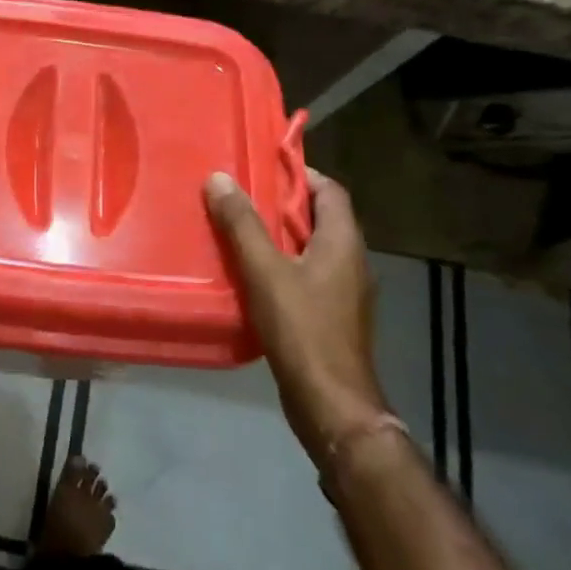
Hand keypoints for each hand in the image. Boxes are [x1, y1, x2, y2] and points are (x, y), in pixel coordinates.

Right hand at [205, 167, 390, 462]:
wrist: (331, 403)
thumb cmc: (303, 329)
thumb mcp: (265, 270)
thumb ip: (242, 224)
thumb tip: (220, 178)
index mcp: (342, 242)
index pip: (329, 190)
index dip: (300, 173)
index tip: (262, 166)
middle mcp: (350, 261)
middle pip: (318, 218)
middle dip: (280, 204)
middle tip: (238, 195)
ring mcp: (343, 292)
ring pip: (309, 248)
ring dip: (277, 236)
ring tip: (235, 229)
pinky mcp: (330, 316)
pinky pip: (304, 275)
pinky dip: (279, 265)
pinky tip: (247, 273)